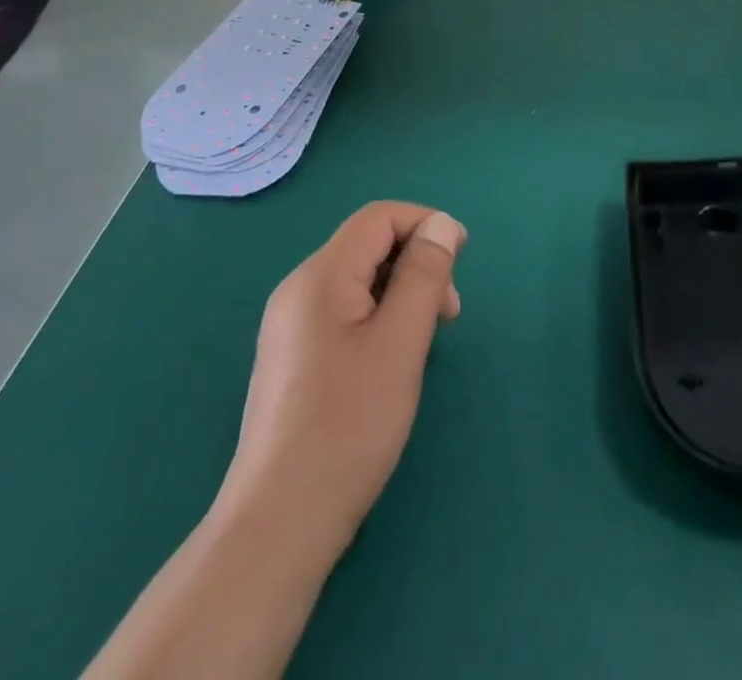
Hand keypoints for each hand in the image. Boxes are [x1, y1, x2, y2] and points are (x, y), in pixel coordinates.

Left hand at [220, 201, 466, 549]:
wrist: (279, 524)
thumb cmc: (349, 425)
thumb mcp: (401, 341)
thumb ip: (425, 273)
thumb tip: (443, 223)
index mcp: (320, 276)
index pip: (378, 218)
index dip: (425, 223)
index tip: (462, 260)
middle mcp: (298, 290)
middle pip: (369, 246)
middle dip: (416, 263)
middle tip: (448, 315)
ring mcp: (291, 326)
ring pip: (360, 281)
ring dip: (402, 293)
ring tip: (425, 341)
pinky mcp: (294, 356)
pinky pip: (345, 311)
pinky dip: (380, 317)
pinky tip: (393, 360)